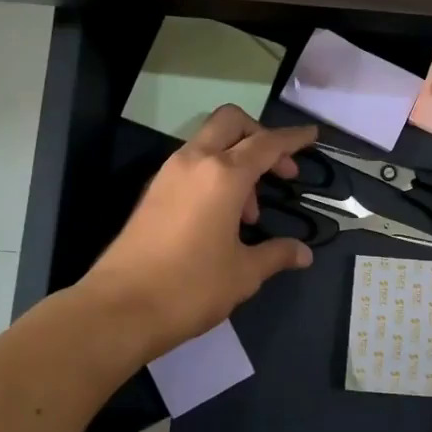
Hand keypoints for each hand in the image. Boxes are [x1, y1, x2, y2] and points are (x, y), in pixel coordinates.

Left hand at [83, 106, 317, 359]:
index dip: (292, 138)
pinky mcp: (153, 192)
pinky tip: (223, 216)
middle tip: (279, 170)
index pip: (266, 143)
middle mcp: (195, 162)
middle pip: (231, 122)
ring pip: (209, 142)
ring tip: (251, 213)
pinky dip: (214, 174)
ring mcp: (169, 174)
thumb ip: (276, 254)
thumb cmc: (191, 287)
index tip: (312, 135)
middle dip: (260, 135)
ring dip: (236, 160)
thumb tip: (304, 253)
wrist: (119, 308)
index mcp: (223, 175)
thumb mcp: (244, 273)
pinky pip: (192, 165)